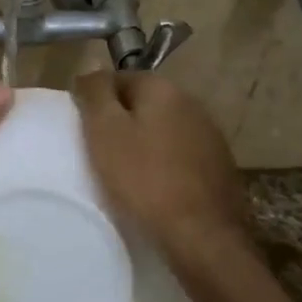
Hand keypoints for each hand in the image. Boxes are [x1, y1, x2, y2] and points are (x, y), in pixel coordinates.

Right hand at [72, 72, 250, 267]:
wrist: (200, 233)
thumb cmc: (144, 179)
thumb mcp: (105, 132)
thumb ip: (96, 94)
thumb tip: (90, 68)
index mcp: (164, 89)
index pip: (121, 77)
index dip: (97, 98)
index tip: (82, 124)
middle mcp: (193, 103)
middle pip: (145, 102)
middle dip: (122, 118)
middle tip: (98, 147)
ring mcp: (211, 135)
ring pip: (165, 128)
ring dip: (145, 141)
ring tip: (124, 168)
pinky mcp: (219, 166)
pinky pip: (181, 154)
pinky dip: (164, 162)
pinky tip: (154, 184)